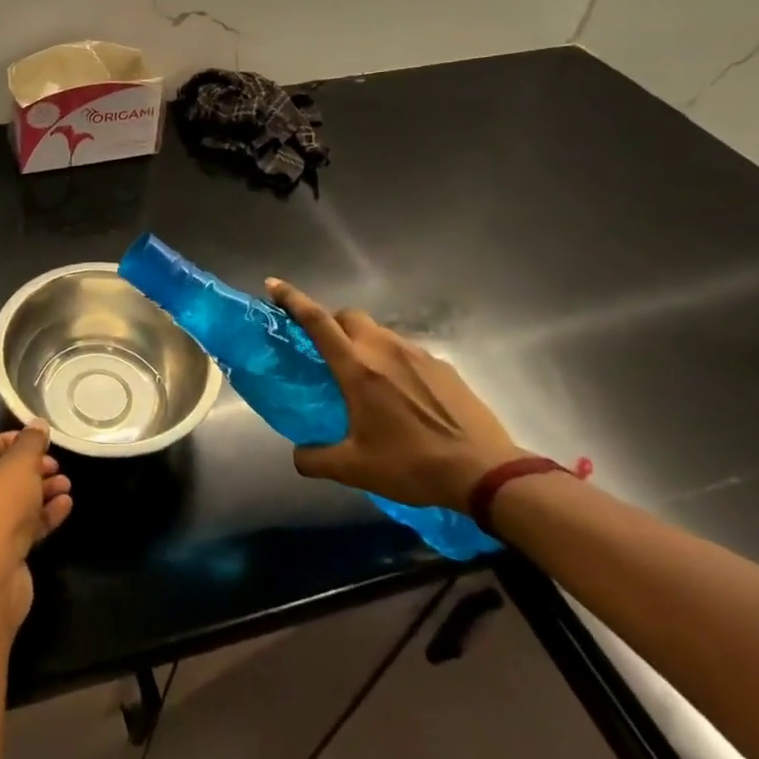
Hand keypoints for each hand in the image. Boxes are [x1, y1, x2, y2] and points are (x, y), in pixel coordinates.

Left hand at [0, 426, 72, 629]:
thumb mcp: (21, 464)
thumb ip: (31, 441)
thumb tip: (38, 423)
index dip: (15, 441)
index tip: (41, 443)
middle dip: (31, 469)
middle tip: (56, 466)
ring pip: (8, 501)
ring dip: (39, 492)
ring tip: (66, 486)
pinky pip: (13, 525)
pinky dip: (37, 515)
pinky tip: (64, 507)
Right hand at [266, 278, 528, 511]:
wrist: (485, 472)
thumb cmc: (412, 464)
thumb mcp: (355, 469)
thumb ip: (316, 459)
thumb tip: (298, 456)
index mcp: (357, 367)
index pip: (317, 321)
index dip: (292, 299)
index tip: (273, 285)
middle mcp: (384, 350)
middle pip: (349, 317)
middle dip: (331, 323)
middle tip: (325, 349)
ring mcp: (418, 355)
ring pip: (379, 333)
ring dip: (364, 343)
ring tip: (366, 378)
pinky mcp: (443, 367)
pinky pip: (407, 352)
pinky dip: (394, 362)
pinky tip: (403, 396)